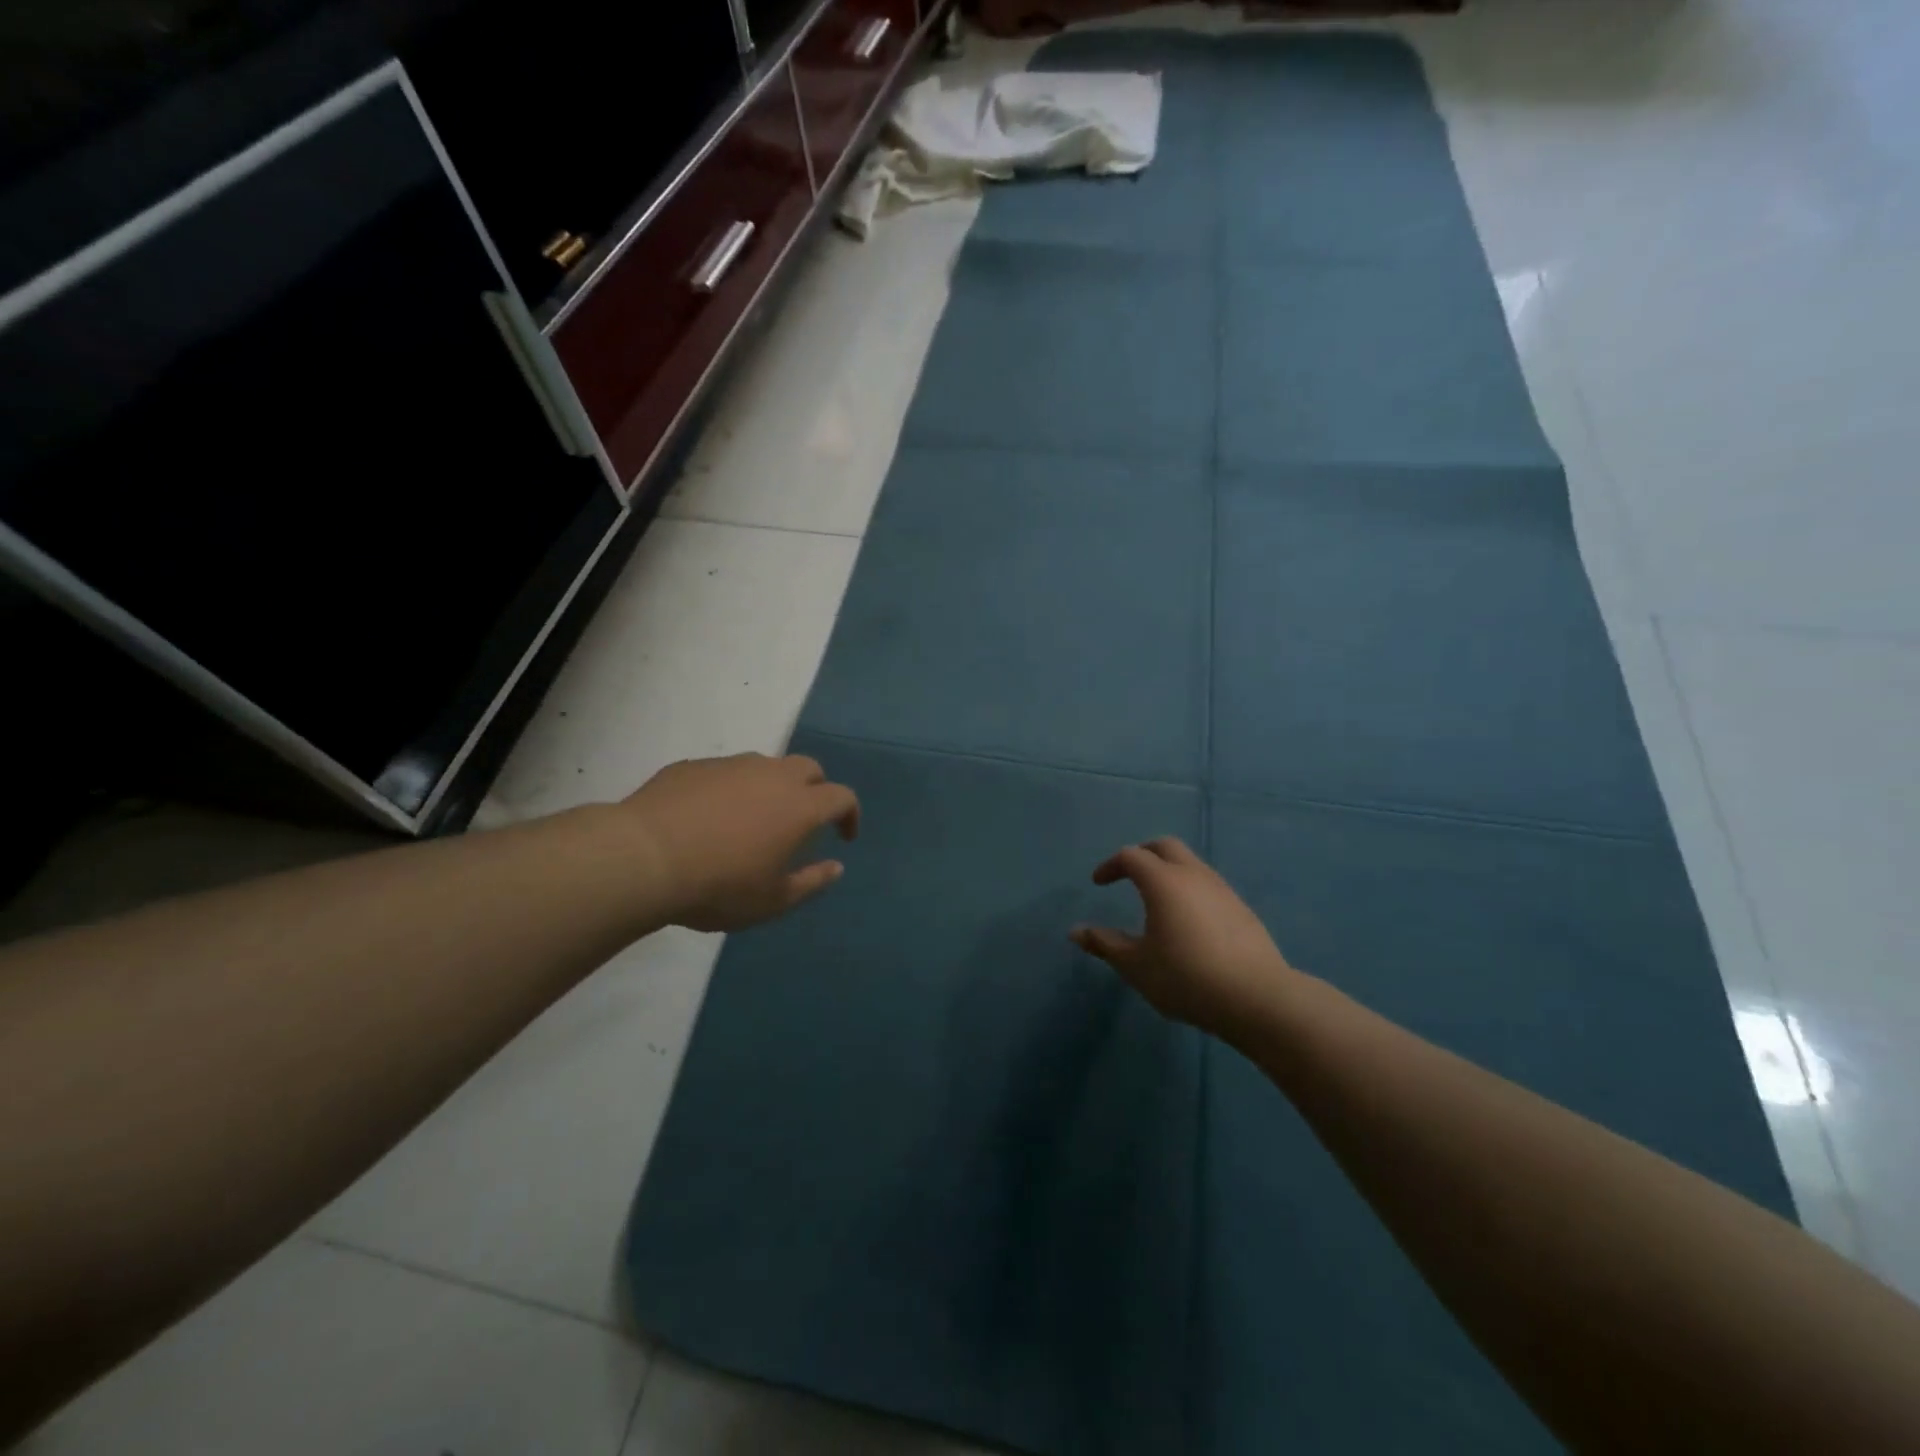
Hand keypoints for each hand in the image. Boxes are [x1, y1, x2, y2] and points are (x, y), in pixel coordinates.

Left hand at [621, 753, 859, 931]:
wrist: (642, 858)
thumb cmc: (718, 886)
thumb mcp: (771, 901)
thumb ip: (811, 883)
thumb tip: (836, 867)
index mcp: (799, 806)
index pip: (842, 797)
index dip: (850, 815)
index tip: (844, 837)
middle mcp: (771, 775)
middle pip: (809, 768)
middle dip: (816, 790)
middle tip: (803, 821)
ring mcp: (731, 765)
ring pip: (765, 765)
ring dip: (772, 786)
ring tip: (754, 819)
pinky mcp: (694, 766)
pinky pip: (725, 772)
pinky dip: (731, 789)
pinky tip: (710, 817)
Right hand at [1071, 837, 1296, 1044]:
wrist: (1257, 998)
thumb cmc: (1186, 977)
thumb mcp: (1136, 965)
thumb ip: (1105, 944)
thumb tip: (1076, 931)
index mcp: (1163, 881)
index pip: (1131, 856)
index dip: (1111, 866)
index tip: (1099, 884)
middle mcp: (1193, 875)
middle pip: (1164, 846)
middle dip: (1142, 855)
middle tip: (1127, 875)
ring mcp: (1222, 889)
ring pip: (1190, 863)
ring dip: (1169, 870)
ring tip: (1157, 900)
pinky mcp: (1242, 908)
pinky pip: (1208, 885)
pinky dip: (1190, 889)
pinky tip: (1188, 921)